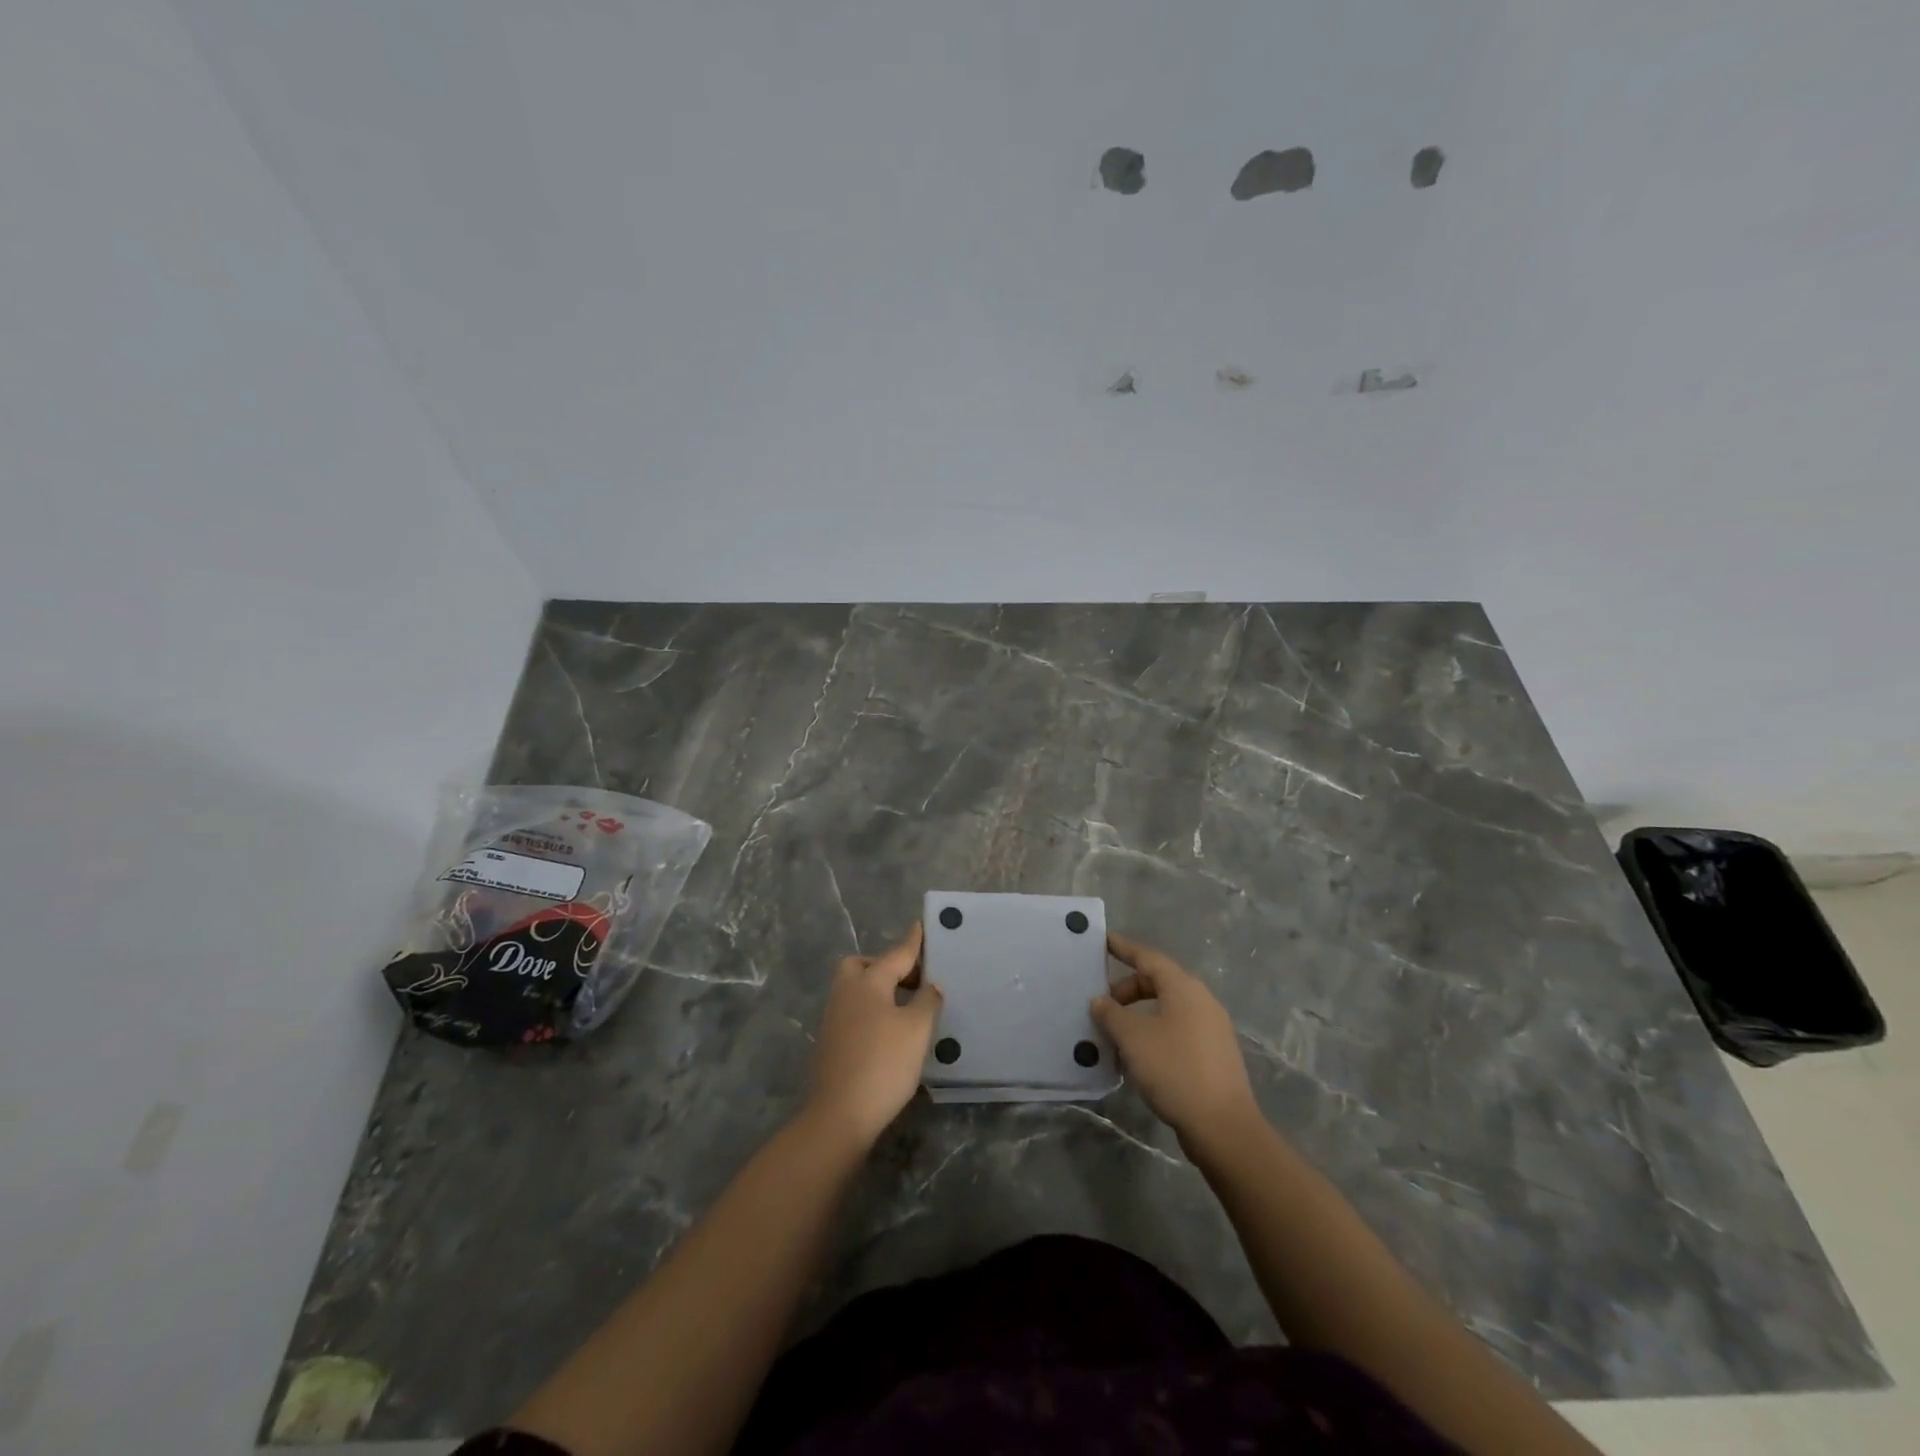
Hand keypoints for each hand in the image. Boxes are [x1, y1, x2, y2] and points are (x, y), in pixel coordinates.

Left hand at [804, 923, 941, 1148]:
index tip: (921, 926)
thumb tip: (930, 986)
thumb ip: (927, 1001)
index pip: (896, 954)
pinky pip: (855, 1011)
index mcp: (868, 982)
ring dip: (880, 990)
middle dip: (886, 966)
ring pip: (856, 989)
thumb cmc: (884, 1064)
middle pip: (863, 966)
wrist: (839, 1115)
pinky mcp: (831, 1042)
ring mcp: (834, 1018)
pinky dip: (872, 1011)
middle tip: (913, 979)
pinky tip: (891, 1031)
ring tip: (908, 1006)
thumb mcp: (917, 1030)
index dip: (913, 942)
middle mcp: (846, 993)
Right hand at [1093, 933, 1258, 1144]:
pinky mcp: (1213, 1055)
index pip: (1148, 958)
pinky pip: (1177, 1030)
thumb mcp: (1133, 1038)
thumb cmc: (1175, 1069)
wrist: (1223, 1126)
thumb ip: (1111, 1014)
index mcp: (1184, 988)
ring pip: (1167, 1009)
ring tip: (1115, 1033)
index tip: (1103, 940)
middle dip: (1127, 989)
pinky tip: (1138, 1056)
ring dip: (1139, 1014)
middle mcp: (1201, 1001)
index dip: (1124, 948)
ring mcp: (1211, 1029)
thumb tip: (1100, 1001)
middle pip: (1159, 982)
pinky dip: (1154, 1033)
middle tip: (1102, 1004)